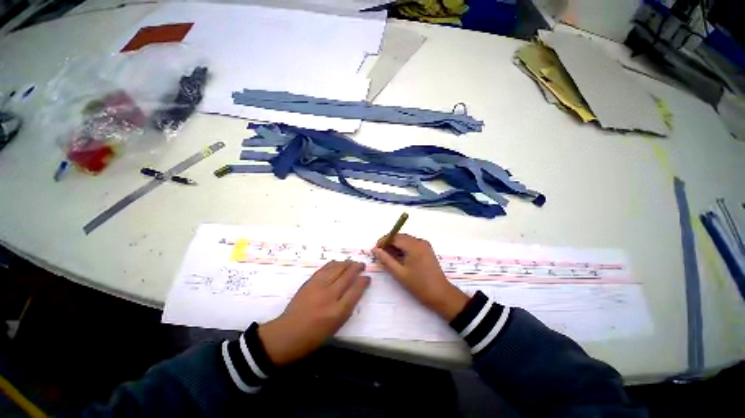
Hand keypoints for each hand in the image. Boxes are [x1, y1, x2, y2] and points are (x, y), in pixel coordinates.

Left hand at [258, 260, 369, 365]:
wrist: (287, 334)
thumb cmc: (314, 336)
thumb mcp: (335, 327)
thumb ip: (347, 307)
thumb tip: (355, 291)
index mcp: (337, 312)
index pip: (355, 291)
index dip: (363, 282)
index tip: (368, 278)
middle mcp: (329, 296)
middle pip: (347, 276)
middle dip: (356, 268)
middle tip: (362, 265)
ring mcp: (318, 287)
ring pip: (336, 269)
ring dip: (346, 263)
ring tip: (352, 262)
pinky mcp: (309, 282)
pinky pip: (324, 269)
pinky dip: (333, 264)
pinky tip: (337, 263)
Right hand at [372, 234, 468, 320]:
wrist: (441, 294)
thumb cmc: (419, 285)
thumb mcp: (399, 273)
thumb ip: (386, 259)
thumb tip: (374, 250)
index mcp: (414, 245)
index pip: (395, 237)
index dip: (383, 241)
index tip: (375, 249)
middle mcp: (420, 241)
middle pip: (400, 237)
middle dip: (389, 243)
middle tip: (380, 253)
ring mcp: (425, 245)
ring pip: (406, 240)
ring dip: (396, 246)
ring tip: (388, 257)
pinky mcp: (427, 250)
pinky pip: (412, 244)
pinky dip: (403, 248)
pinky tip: (398, 258)